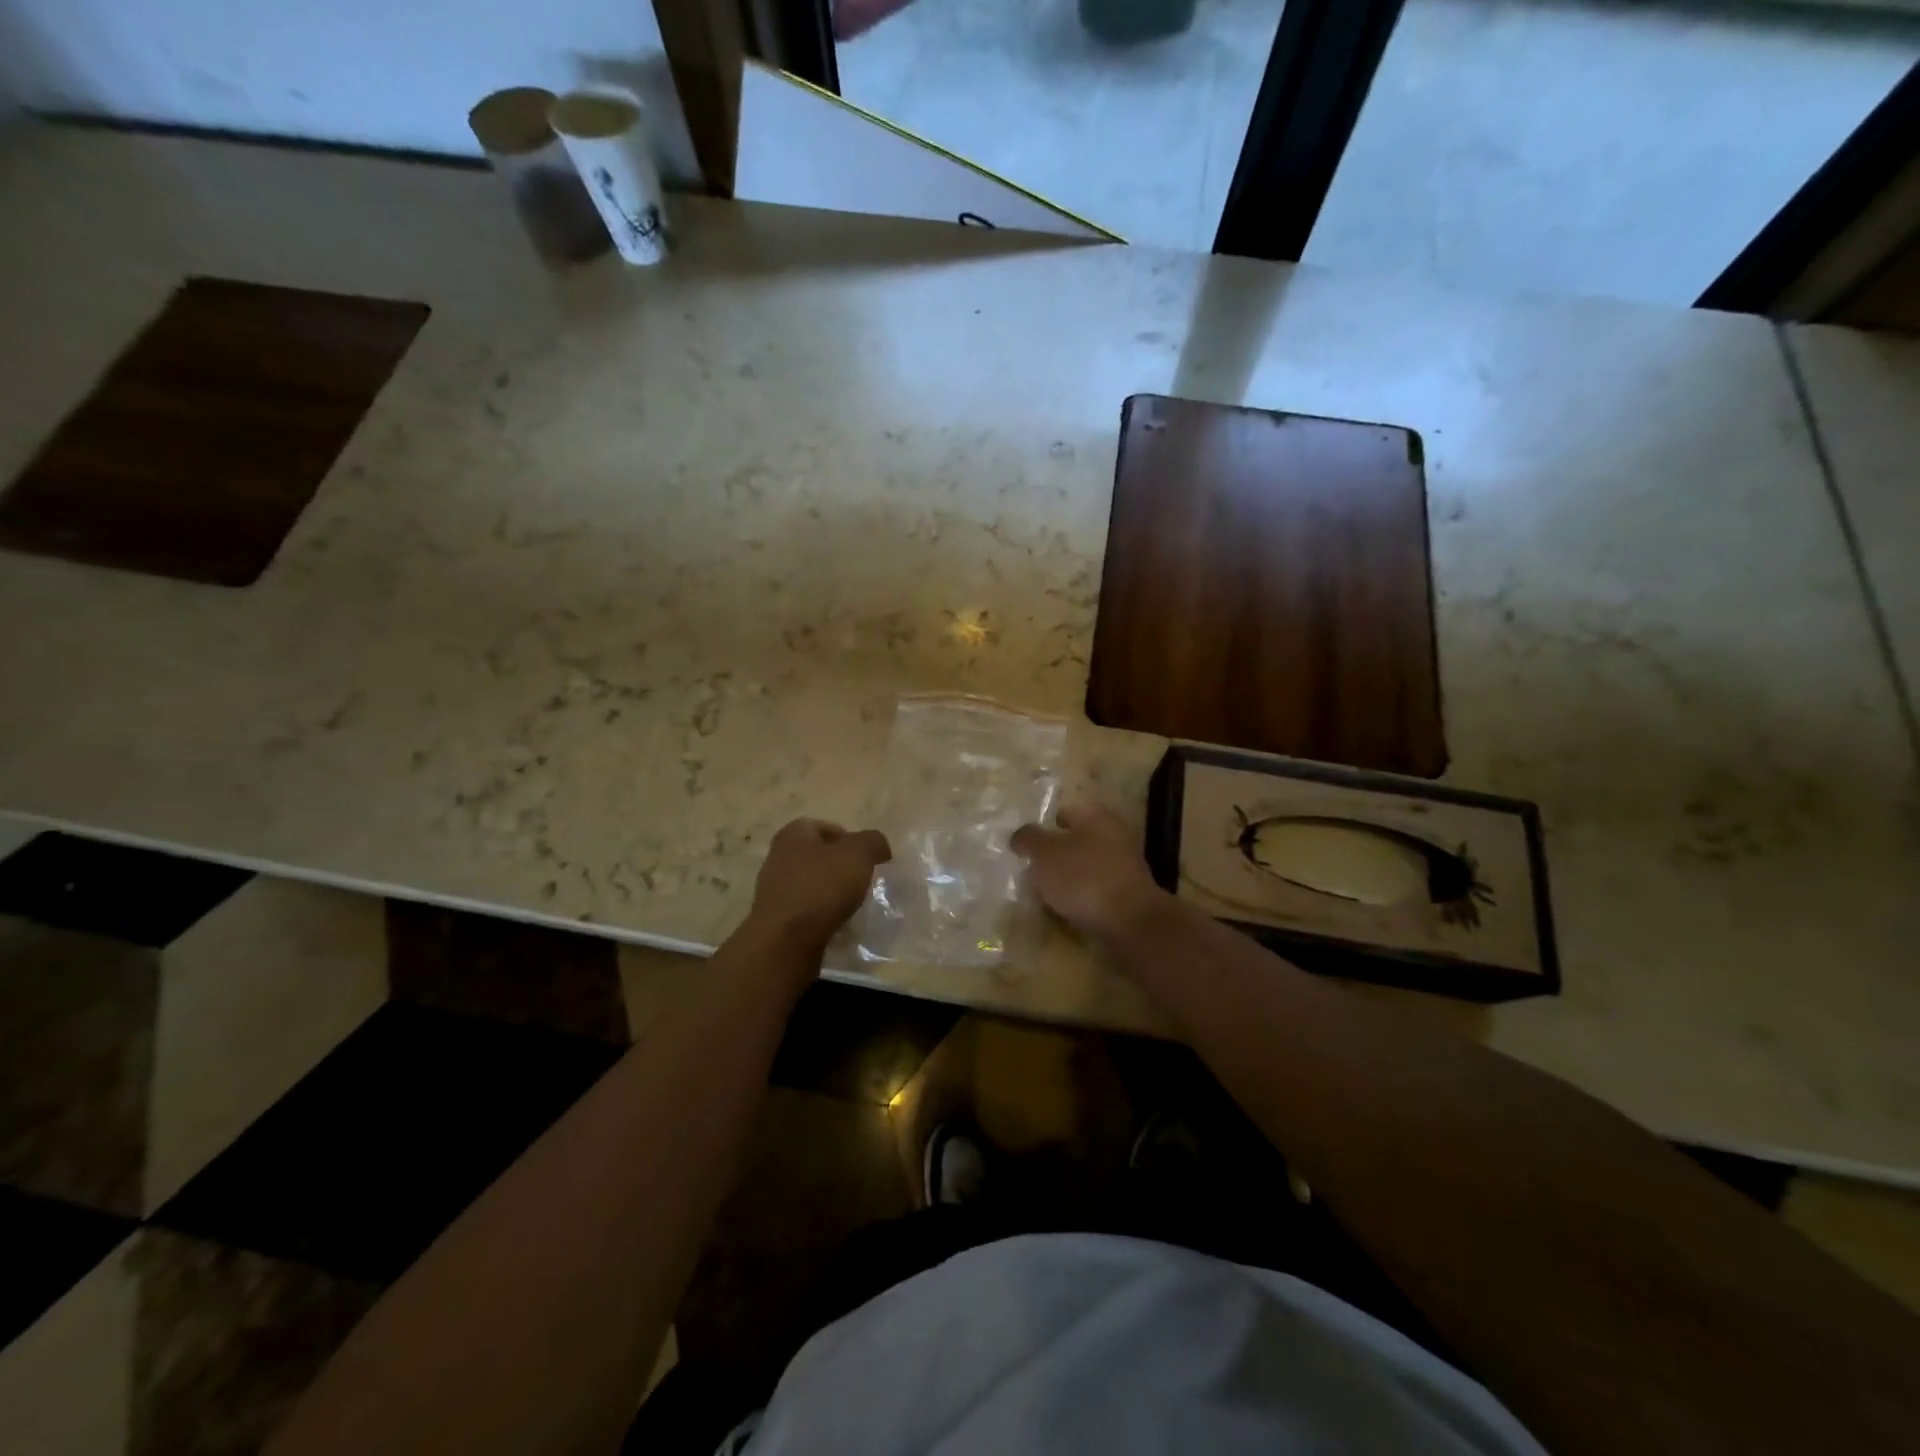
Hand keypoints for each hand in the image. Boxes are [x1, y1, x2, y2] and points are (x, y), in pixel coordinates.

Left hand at [746, 818, 891, 952]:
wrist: (785, 942)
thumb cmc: (821, 887)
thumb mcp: (858, 854)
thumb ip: (872, 842)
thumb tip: (879, 847)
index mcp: (793, 834)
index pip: (825, 827)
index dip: (849, 839)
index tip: (866, 858)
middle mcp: (778, 857)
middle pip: (818, 856)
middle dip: (841, 867)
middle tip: (862, 880)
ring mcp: (774, 890)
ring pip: (812, 884)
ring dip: (832, 893)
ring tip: (852, 905)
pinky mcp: (777, 919)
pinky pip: (806, 910)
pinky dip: (822, 915)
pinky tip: (836, 925)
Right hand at [1011, 805, 1166, 941]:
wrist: (1130, 923)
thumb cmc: (1083, 878)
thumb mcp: (1045, 854)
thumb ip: (1029, 839)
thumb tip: (1020, 835)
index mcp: (1096, 816)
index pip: (1065, 812)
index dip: (1044, 826)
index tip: (1025, 845)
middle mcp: (1114, 835)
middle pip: (1076, 841)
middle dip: (1054, 855)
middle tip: (1030, 872)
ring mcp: (1124, 866)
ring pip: (1085, 868)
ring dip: (1066, 879)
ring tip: (1042, 896)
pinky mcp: (1127, 895)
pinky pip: (1095, 891)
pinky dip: (1080, 899)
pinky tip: (1064, 912)